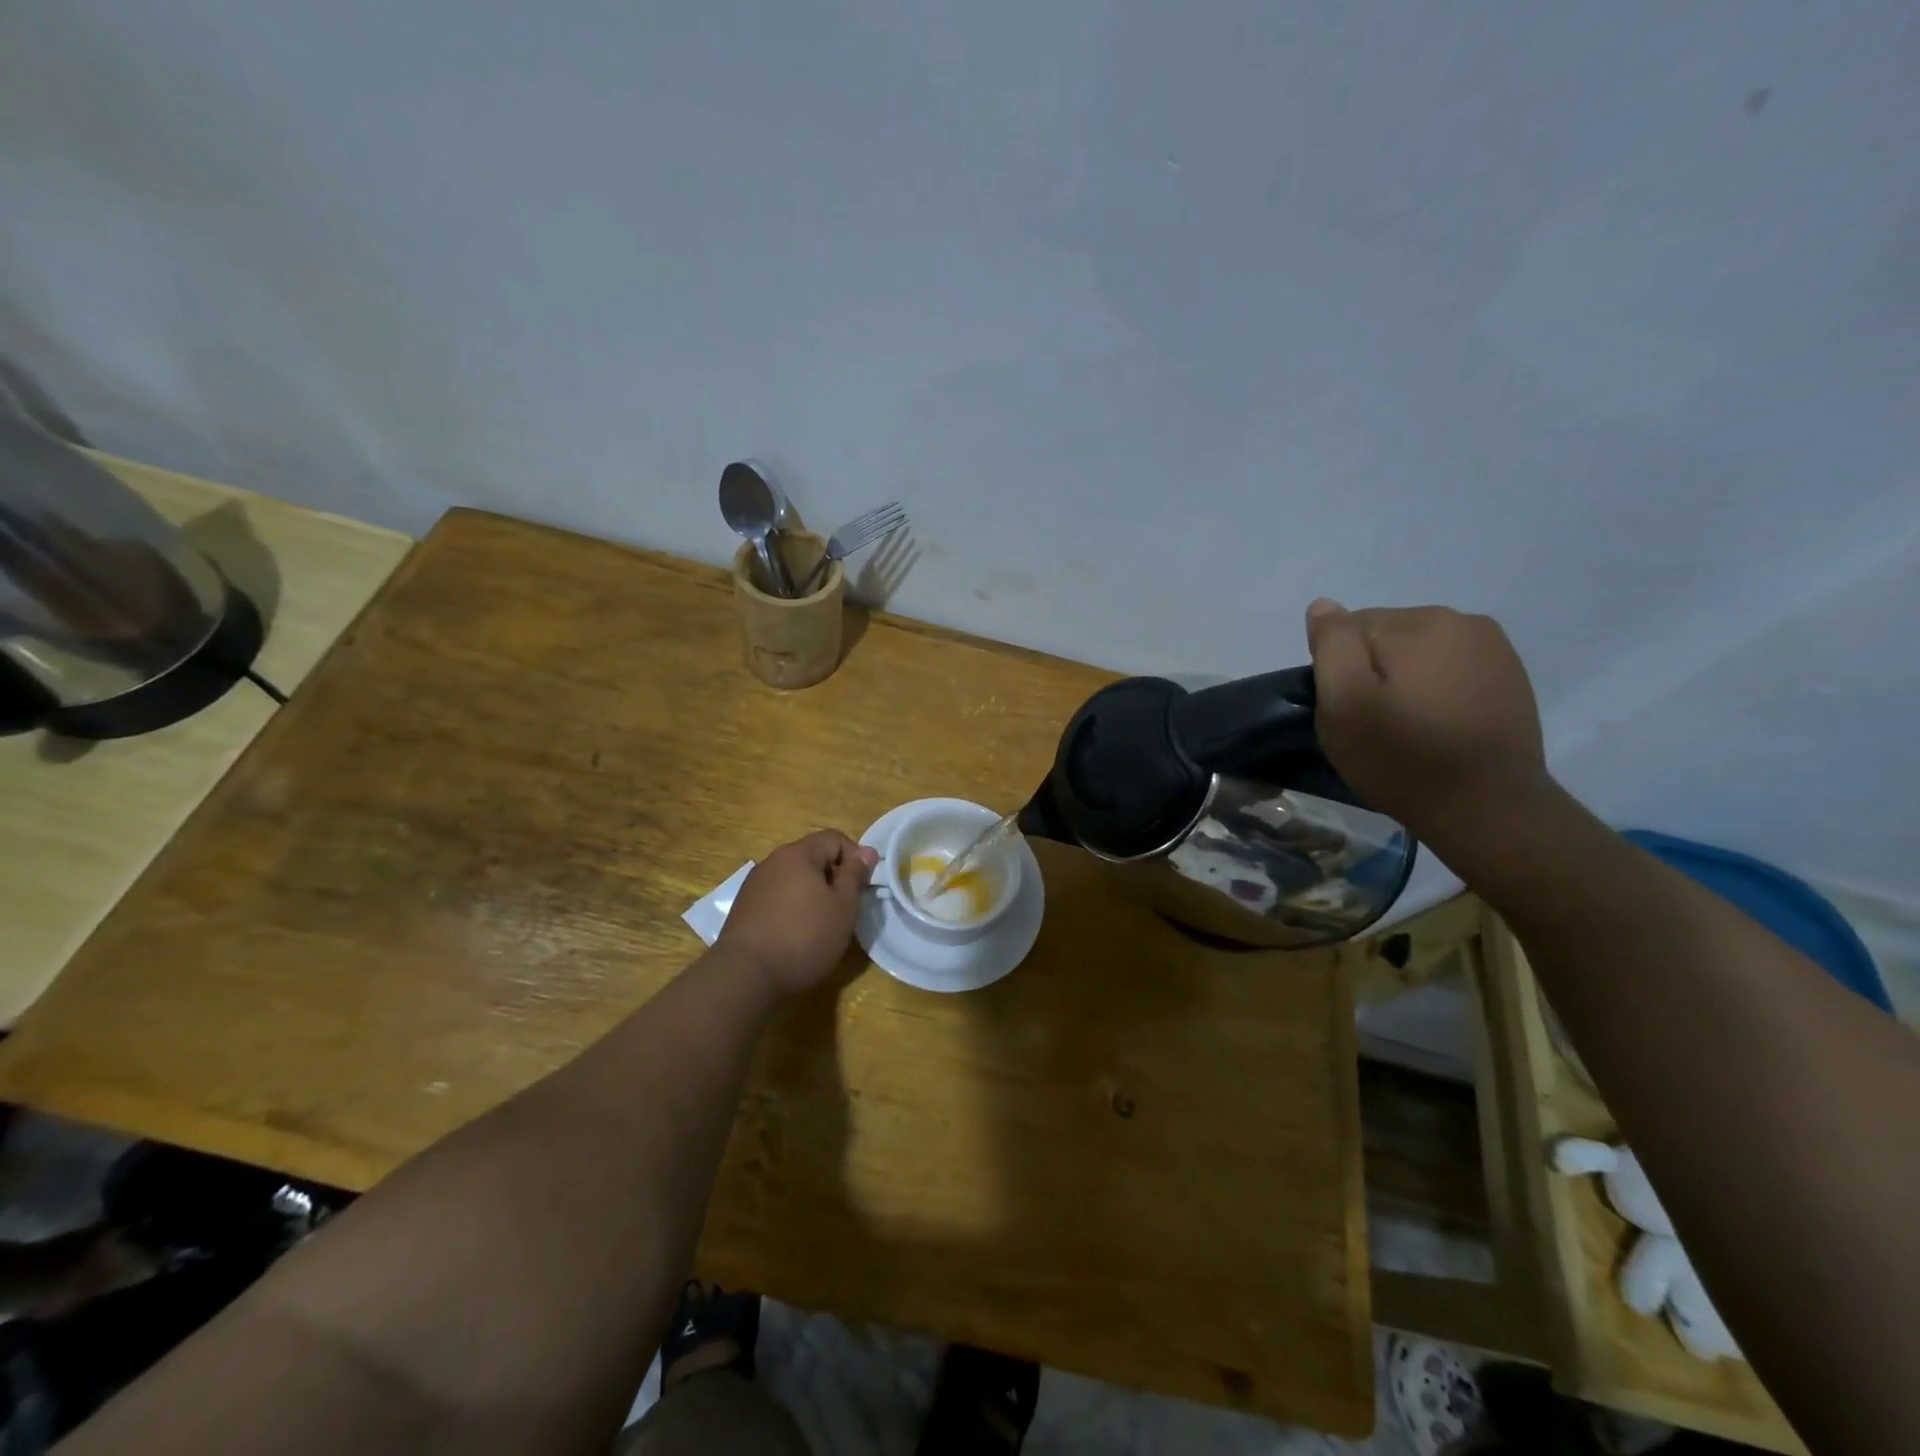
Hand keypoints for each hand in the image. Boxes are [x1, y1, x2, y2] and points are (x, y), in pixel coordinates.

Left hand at [716, 830, 878, 995]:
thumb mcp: (843, 907)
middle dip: (832, 877)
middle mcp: (772, 861)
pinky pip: (776, 896)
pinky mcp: (743, 907)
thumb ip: (855, 875)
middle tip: (844, 908)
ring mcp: (754, 884)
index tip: (861, 887)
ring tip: (820, 924)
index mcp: (798, 854)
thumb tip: (867, 851)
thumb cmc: (804, 937)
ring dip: (811, 893)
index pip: (834, 838)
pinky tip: (794, 935)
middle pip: (812, 857)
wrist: (746, 975)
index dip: (855, 857)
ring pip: (793, 878)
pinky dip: (791, 907)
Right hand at [1305, 599, 1551, 838]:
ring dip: (1406, 679)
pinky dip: (1437, 689)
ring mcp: (1493, 647)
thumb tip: (1324, 605)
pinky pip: (1452, 669)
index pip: (1350, 628)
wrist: (1487, 806)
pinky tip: (1439, 725)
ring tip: (1408, 726)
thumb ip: (1331, 646)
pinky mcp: (1510, 676)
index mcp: (1417, 622)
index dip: (1339, 671)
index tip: (1348, 709)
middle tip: (1375, 722)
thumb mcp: (1344, 703)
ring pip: (1420, 652)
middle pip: (1387, 635)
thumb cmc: (1402, 756)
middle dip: (1373, 670)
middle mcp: (1461, 620)